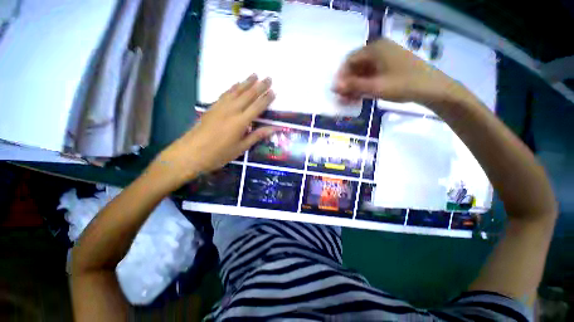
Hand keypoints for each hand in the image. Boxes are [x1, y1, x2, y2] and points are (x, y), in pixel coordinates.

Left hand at [154, 75, 275, 186]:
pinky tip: (236, 84)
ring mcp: (221, 107)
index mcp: (241, 122)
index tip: (274, 91)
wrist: (192, 152)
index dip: (266, 99)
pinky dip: (233, 87)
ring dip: (246, 82)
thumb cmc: (220, 154)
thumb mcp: (241, 147)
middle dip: (260, 86)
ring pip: (236, 91)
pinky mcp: (212, 107)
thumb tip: (274, 128)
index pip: (257, 107)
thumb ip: (257, 135)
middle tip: (268, 77)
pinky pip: (225, 93)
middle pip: (248, 95)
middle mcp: (232, 110)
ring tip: (254, 74)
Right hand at [333, 38, 455, 103]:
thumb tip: (333, 86)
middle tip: (342, 98)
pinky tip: (359, 97)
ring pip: (363, 72)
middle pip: (356, 66)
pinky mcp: (389, 67)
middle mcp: (378, 50)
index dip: (341, 76)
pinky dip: (364, 86)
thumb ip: (352, 85)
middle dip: (347, 83)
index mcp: (375, 48)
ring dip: (354, 86)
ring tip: (349, 101)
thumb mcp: (374, 86)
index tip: (336, 91)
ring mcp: (384, 59)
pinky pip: (371, 76)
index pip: (349, 60)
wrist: (431, 89)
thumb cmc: (402, 84)